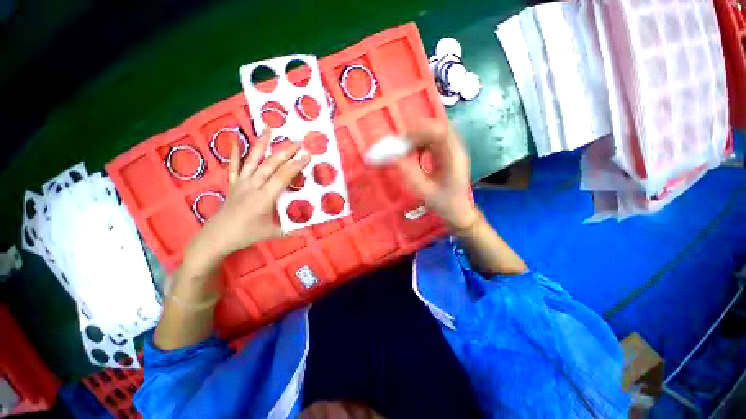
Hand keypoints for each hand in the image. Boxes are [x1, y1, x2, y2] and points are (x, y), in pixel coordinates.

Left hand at [185, 130, 310, 270]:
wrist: (217, 237)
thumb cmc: (247, 235)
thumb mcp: (274, 233)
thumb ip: (293, 228)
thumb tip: (310, 227)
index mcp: (264, 198)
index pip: (283, 177)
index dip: (296, 165)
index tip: (307, 155)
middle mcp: (253, 186)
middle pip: (270, 164)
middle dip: (285, 152)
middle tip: (298, 142)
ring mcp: (241, 183)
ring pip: (252, 160)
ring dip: (261, 143)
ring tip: (268, 128)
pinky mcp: (233, 184)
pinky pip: (234, 166)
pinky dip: (235, 153)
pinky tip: (236, 140)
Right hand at [394, 121, 476, 229]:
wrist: (457, 209)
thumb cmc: (443, 203)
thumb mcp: (425, 191)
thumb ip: (410, 175)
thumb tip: (393, 158)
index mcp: (454, 158)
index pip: (440, 133)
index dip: (421, 133)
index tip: (403, 142)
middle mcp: (455, 150)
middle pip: (437, 129)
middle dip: (417, 134)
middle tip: (400, 145)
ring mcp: (452, 150)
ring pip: (434, 133)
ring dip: (418, 138)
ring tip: (404, 149)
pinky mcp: (447, 153)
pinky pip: (433, 141)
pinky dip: (420, 143)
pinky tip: (413, 153)